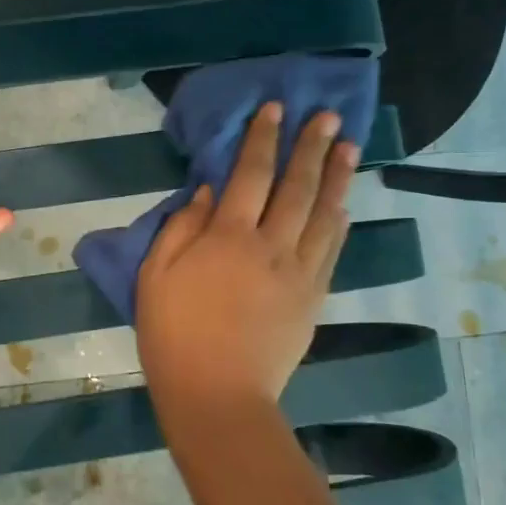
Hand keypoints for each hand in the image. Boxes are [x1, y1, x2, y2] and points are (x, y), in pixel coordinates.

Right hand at [136, 104, 357, 413]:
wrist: (218, 395)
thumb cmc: (174, 334)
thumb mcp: (156, 276)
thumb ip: (182, 227)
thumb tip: (210, 190)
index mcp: (228, 237)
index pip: (250, 174)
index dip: (262, 139)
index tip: (275, 109)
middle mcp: (271, 245)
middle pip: (297, 187)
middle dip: (311, 147)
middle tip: (328, 116)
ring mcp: (299, 272)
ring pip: (324, 214)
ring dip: (337, 177)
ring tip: (348, 147)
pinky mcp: (313, 298)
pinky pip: (331, 249)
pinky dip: (339, 222)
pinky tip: (344, 205)